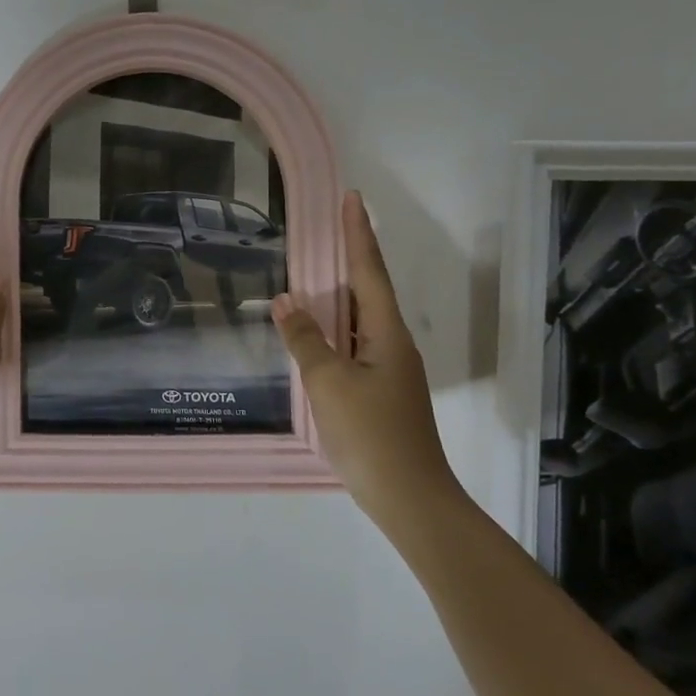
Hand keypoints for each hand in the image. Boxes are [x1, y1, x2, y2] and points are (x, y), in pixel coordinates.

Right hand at [270, 190, 462, 523]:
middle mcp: (393, 346)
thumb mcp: (328, 383)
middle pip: (370, 292)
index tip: (352, 199)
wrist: (408, 496)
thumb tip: (287, 300)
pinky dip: (335, 332)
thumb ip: (305, 340)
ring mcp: (389, 372)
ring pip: (361, 322)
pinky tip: (317, 338)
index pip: (370, 272)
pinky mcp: (380, 394)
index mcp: (387, 335)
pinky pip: (354, 347)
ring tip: (315, 277)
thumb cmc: (369, 433)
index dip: (359, 235)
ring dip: (340, 297)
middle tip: (328, 231)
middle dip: (351, 259)